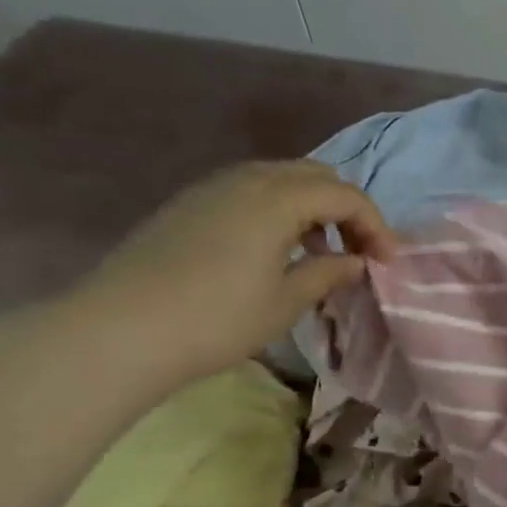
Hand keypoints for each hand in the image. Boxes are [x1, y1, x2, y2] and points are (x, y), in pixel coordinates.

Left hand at [70, 161, 396, 387]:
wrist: (119, 331)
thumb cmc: (217, 319)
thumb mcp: (287, 301)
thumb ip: (329, 272)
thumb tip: (356, 262)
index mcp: (276, 199)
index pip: (345, 195)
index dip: (376, 226)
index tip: (388, 263)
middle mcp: (246, 180)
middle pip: (315, 175)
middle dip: (347, 208)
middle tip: (360, 250)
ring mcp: (211, 188)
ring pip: (281, 178)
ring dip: (313, 208)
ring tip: (322, 252)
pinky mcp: (189, 204)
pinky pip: (251, 190)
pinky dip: (280, 210)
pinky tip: (278, 249)